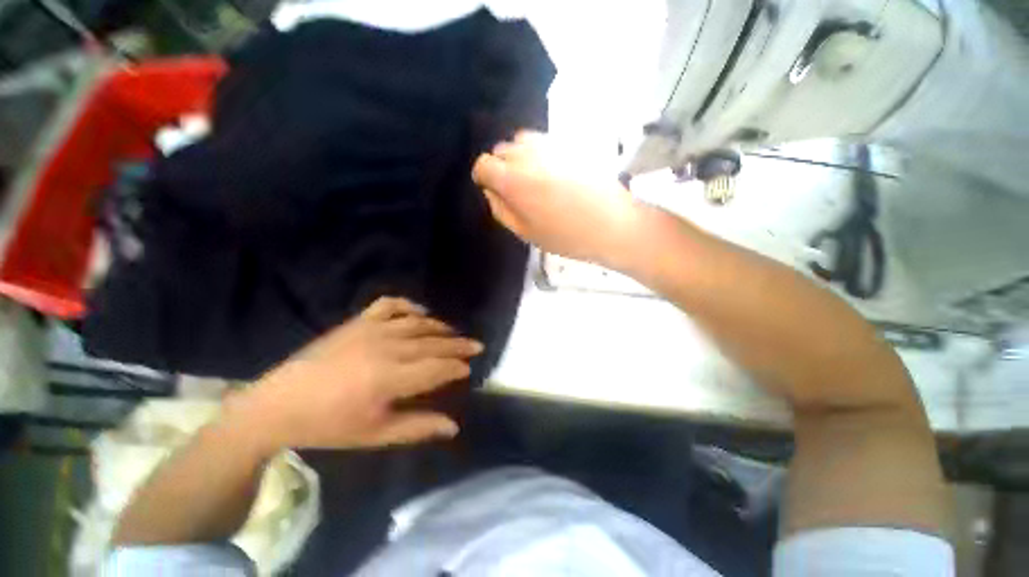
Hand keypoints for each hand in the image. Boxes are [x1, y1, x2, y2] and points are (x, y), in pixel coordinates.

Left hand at [231, 297, 481, 451]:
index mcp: (388, 378)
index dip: (456, 367)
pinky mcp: (357, 321)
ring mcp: (370, 330)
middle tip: (475, 345)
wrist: (277, 405)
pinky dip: (408, 305)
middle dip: (457, 345)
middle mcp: (385, 348)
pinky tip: (419, 312)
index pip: (436, 368)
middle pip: (432, 343)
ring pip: (417, 323)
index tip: (469, 367)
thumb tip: (453, 427)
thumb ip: (417, 427)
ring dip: (439, 327)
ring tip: (453, 333)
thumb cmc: (328, 426)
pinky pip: (389, 305)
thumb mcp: (374, 435)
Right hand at [472, 131, 643, 269]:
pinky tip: (552, 173)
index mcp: (513, 179)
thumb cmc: (567, 236)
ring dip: (520, 158)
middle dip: (501, 168)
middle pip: (501, 150)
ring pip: (521, 141)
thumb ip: (501, 210)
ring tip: (534, 179)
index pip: (483, 164)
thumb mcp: (526, 233)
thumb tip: (491, 191)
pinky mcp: (570, 143)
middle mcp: (528, 154)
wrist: (613, 224)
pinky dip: (539, 153)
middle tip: (516, 190)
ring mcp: (551, 144)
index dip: (483, 177)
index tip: (492, 190)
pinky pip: (543, 141)